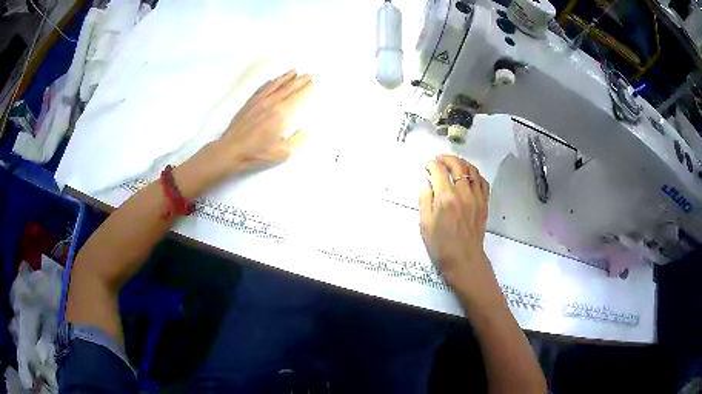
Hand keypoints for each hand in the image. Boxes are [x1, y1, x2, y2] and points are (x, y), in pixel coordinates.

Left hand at [216, 69, 312, 171]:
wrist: (231, 150)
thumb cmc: (257, 153)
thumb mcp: (282, 153)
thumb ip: (297, 140)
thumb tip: (307, 131)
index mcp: (282, 114)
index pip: (298, 97)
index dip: (307, 89)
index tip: (313, 82)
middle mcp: (271, 103)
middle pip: (289, 87)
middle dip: (300, 80)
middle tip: (309, 73)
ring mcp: (259, 101)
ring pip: (275, 85)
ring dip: (286, 77)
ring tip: (294, 71)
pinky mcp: (249, 103)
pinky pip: (262, 88)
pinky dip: (269, 82)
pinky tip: (272, 80)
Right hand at [419, 155, 500, 305]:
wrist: (464, 260)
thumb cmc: (441, 245)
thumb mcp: (425, 224)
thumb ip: (425, 200)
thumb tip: (427, 183)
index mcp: (446, 197)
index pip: (438, 171)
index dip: (431, 164)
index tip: (426, 164)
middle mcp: (463, 192)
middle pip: (457, 165)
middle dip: (446, 158)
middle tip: (439, 159)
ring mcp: (476, 197)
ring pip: (472, 170)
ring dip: (462, 162)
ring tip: (454, 163)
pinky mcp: (484, 203)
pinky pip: (483, 182)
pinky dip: (475, 174)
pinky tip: (470, 175)